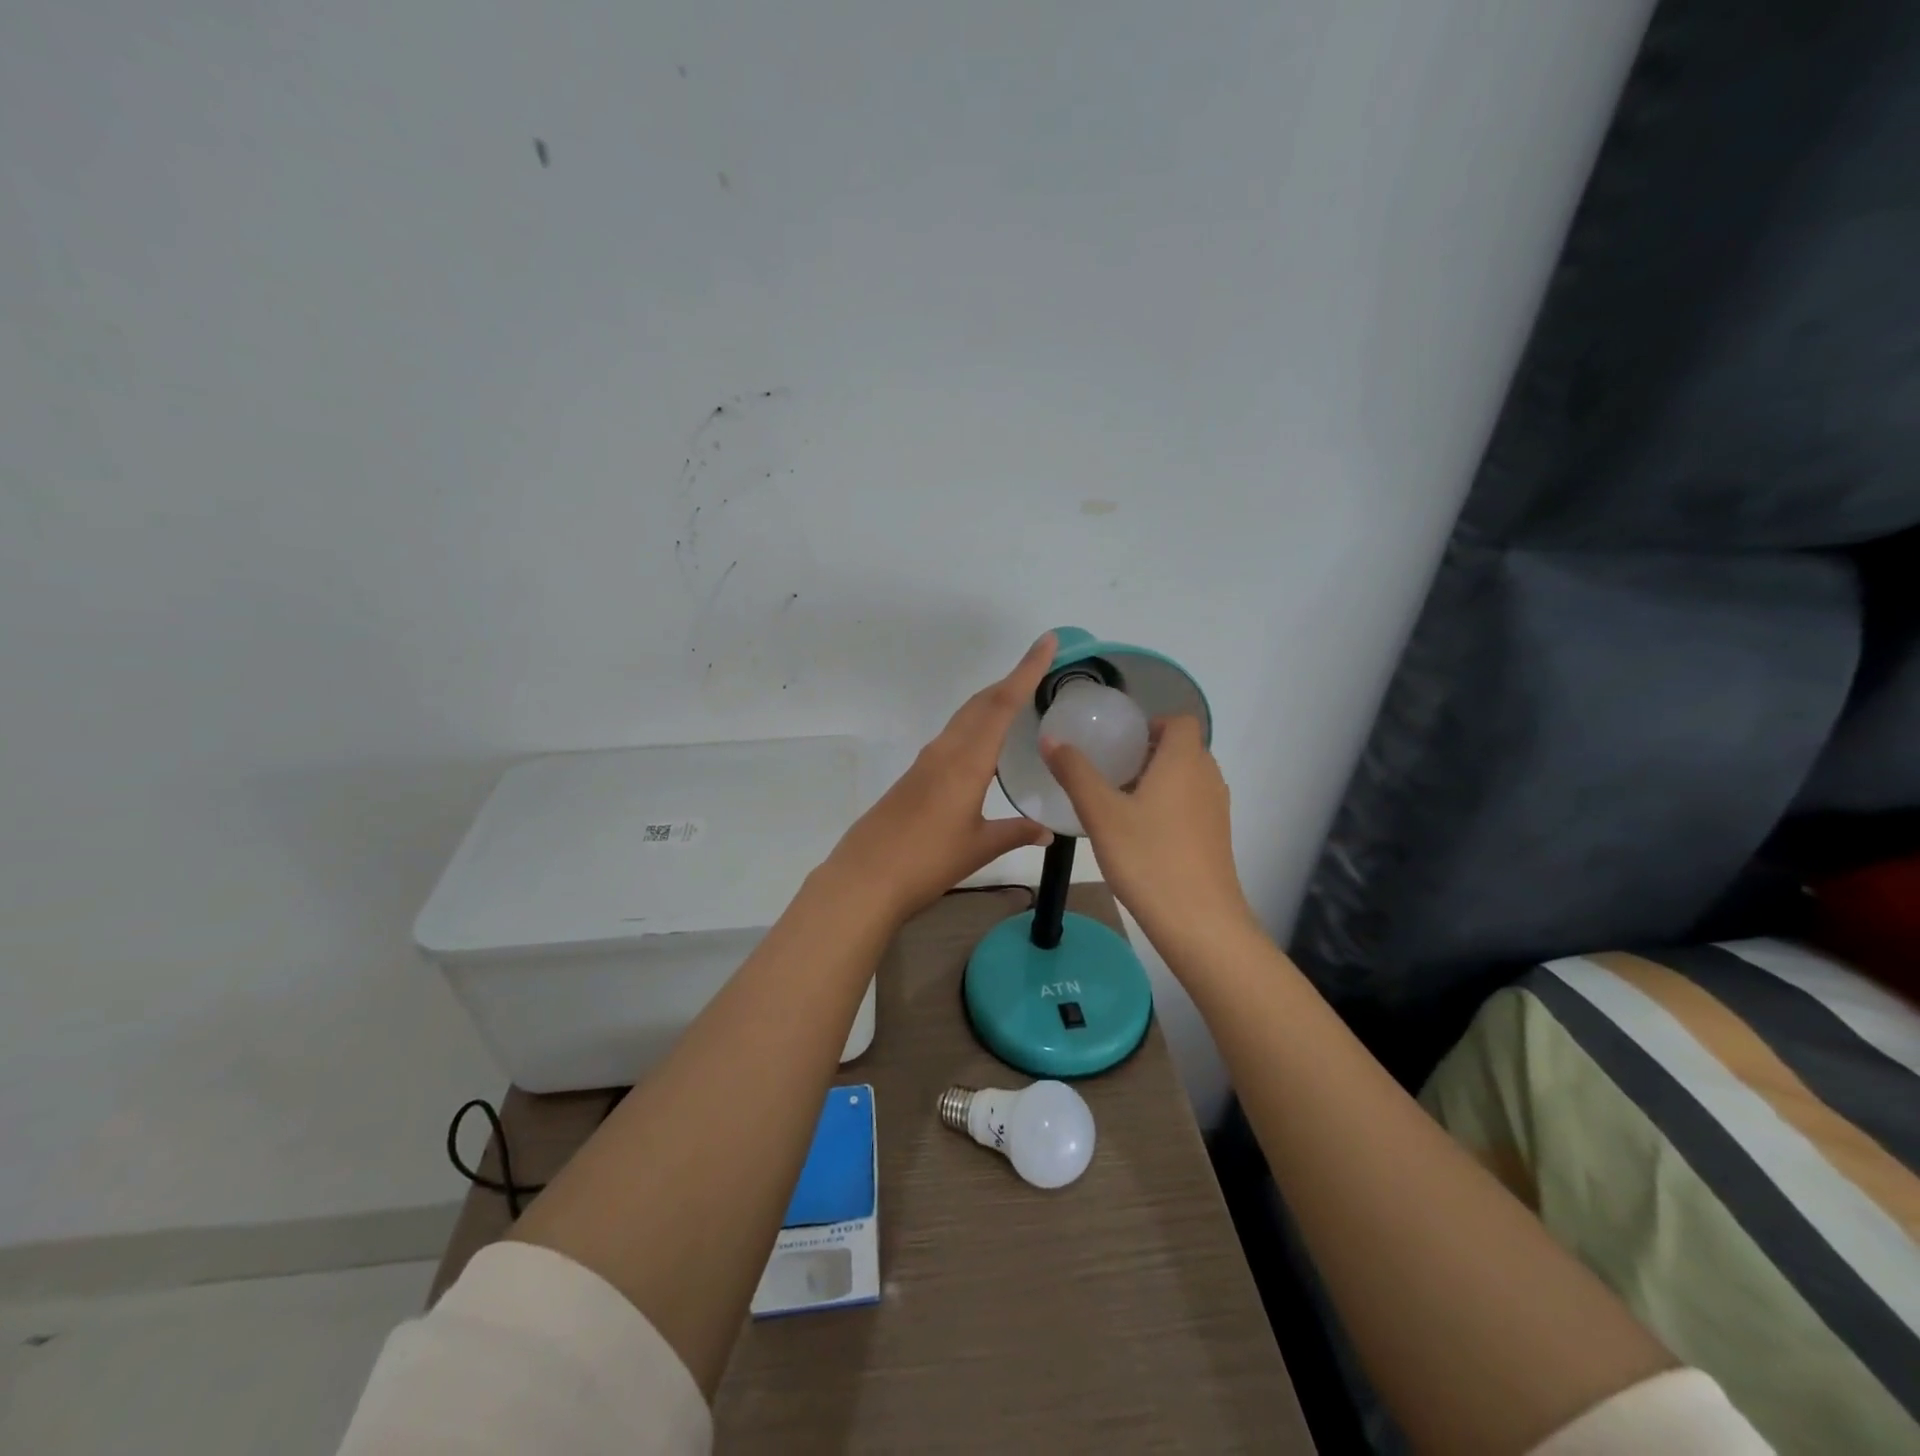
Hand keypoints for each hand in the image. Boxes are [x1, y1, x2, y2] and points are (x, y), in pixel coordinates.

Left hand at [823, 634, 1057, 924]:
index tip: (1046, 642)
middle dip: (1011, 681)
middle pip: (981, 703)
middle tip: (1040, 668)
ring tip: (1019, 700)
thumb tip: (1047, 831)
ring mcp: (926, 762)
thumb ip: (1015, 833)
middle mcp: (945, 751)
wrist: (865, 877)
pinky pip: (952, 737)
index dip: (1027, 671)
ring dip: (992, 702)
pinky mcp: (914, 775)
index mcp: (967, 762)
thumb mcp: (979, 847)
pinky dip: (975, 726)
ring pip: (964, 718)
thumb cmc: (927, 861)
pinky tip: (984, 744)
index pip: (1002, 705)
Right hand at [1040, 716, 1257, 956]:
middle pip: (1183, 749)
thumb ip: (1075, 772)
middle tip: (1110, 770)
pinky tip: (1140, 833)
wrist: (1199, 922)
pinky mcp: (1217, 838)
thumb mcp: (1101, 813)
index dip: (1151, 724)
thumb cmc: (1148, 857)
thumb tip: (1049, 738)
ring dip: (1158, 780)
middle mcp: (1208, 778)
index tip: (1119, 743)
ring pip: (1188, 778)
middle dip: (1148, 753)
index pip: (1180, 721)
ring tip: (1120, 801)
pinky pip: (1193, 805)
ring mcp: (1217, 810)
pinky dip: (1170, 805)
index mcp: (1184, 761)